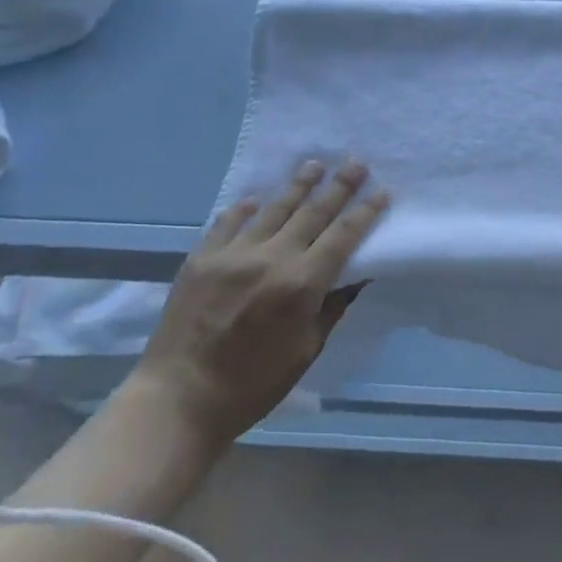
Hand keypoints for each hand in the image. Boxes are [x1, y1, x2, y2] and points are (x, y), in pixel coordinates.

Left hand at [135, 161, 389, 446]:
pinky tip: (256, 198)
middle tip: (355, 162)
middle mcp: (270, 259)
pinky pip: (228, 223)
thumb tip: (354, 277)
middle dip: (338, 187)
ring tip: (315, 164)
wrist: (178, 399)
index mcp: (302, 284)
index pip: (343, 236)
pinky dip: (244, 209)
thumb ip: (332, 307)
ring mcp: (232, 255)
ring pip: (273, 210)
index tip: (382, 190)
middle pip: (312, 213)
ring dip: (298, 186)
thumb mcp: (307, 349)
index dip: (365, 212)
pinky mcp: (200, 259)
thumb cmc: (254, 384)